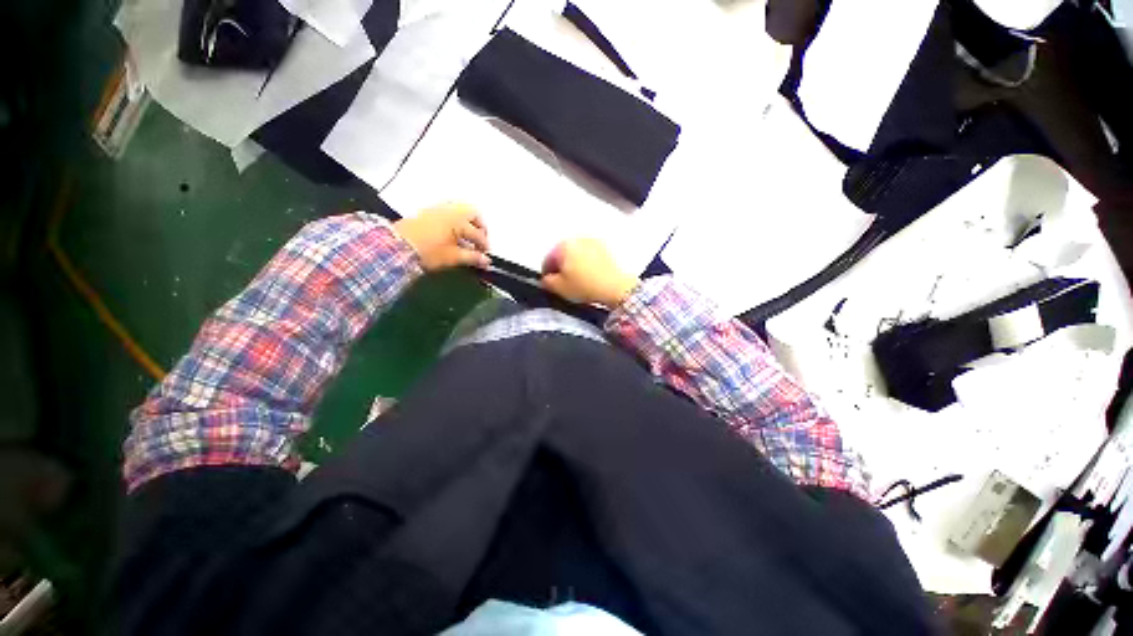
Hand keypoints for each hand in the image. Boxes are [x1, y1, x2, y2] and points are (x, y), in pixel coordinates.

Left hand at [394, 203, 490, 271]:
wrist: (396, 246)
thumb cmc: (428, 251)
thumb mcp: (452, 257)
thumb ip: (472, 258)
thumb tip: (486, 261)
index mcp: (459, 220)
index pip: (478, 234)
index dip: (484, 246)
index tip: (485, 257)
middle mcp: (451, 210)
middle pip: (473, 214)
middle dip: (480, 227)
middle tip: (480, 241)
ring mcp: (439, 209)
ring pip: (460, 210)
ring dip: (468, 222)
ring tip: (467, 237)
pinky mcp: (428, 212)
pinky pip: (449, 211)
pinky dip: (456, 220)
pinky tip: (454, 233)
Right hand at [541, 239, 640, 308]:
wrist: (616, 287)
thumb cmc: (585, 286)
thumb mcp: (560, 288)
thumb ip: (547, 282)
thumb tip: (546, 279)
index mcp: (563, 246)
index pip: (548, 260)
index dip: (547, 274)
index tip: (550, 284)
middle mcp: (577, 238)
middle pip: (562, 254)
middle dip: (561, 267)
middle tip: (564, 282)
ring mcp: (592, 241)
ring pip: (576, 253)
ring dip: (573, 264)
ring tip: (577, 279)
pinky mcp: (604, 247)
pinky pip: (589, 254)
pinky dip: (586, 262)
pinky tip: (589, 275)